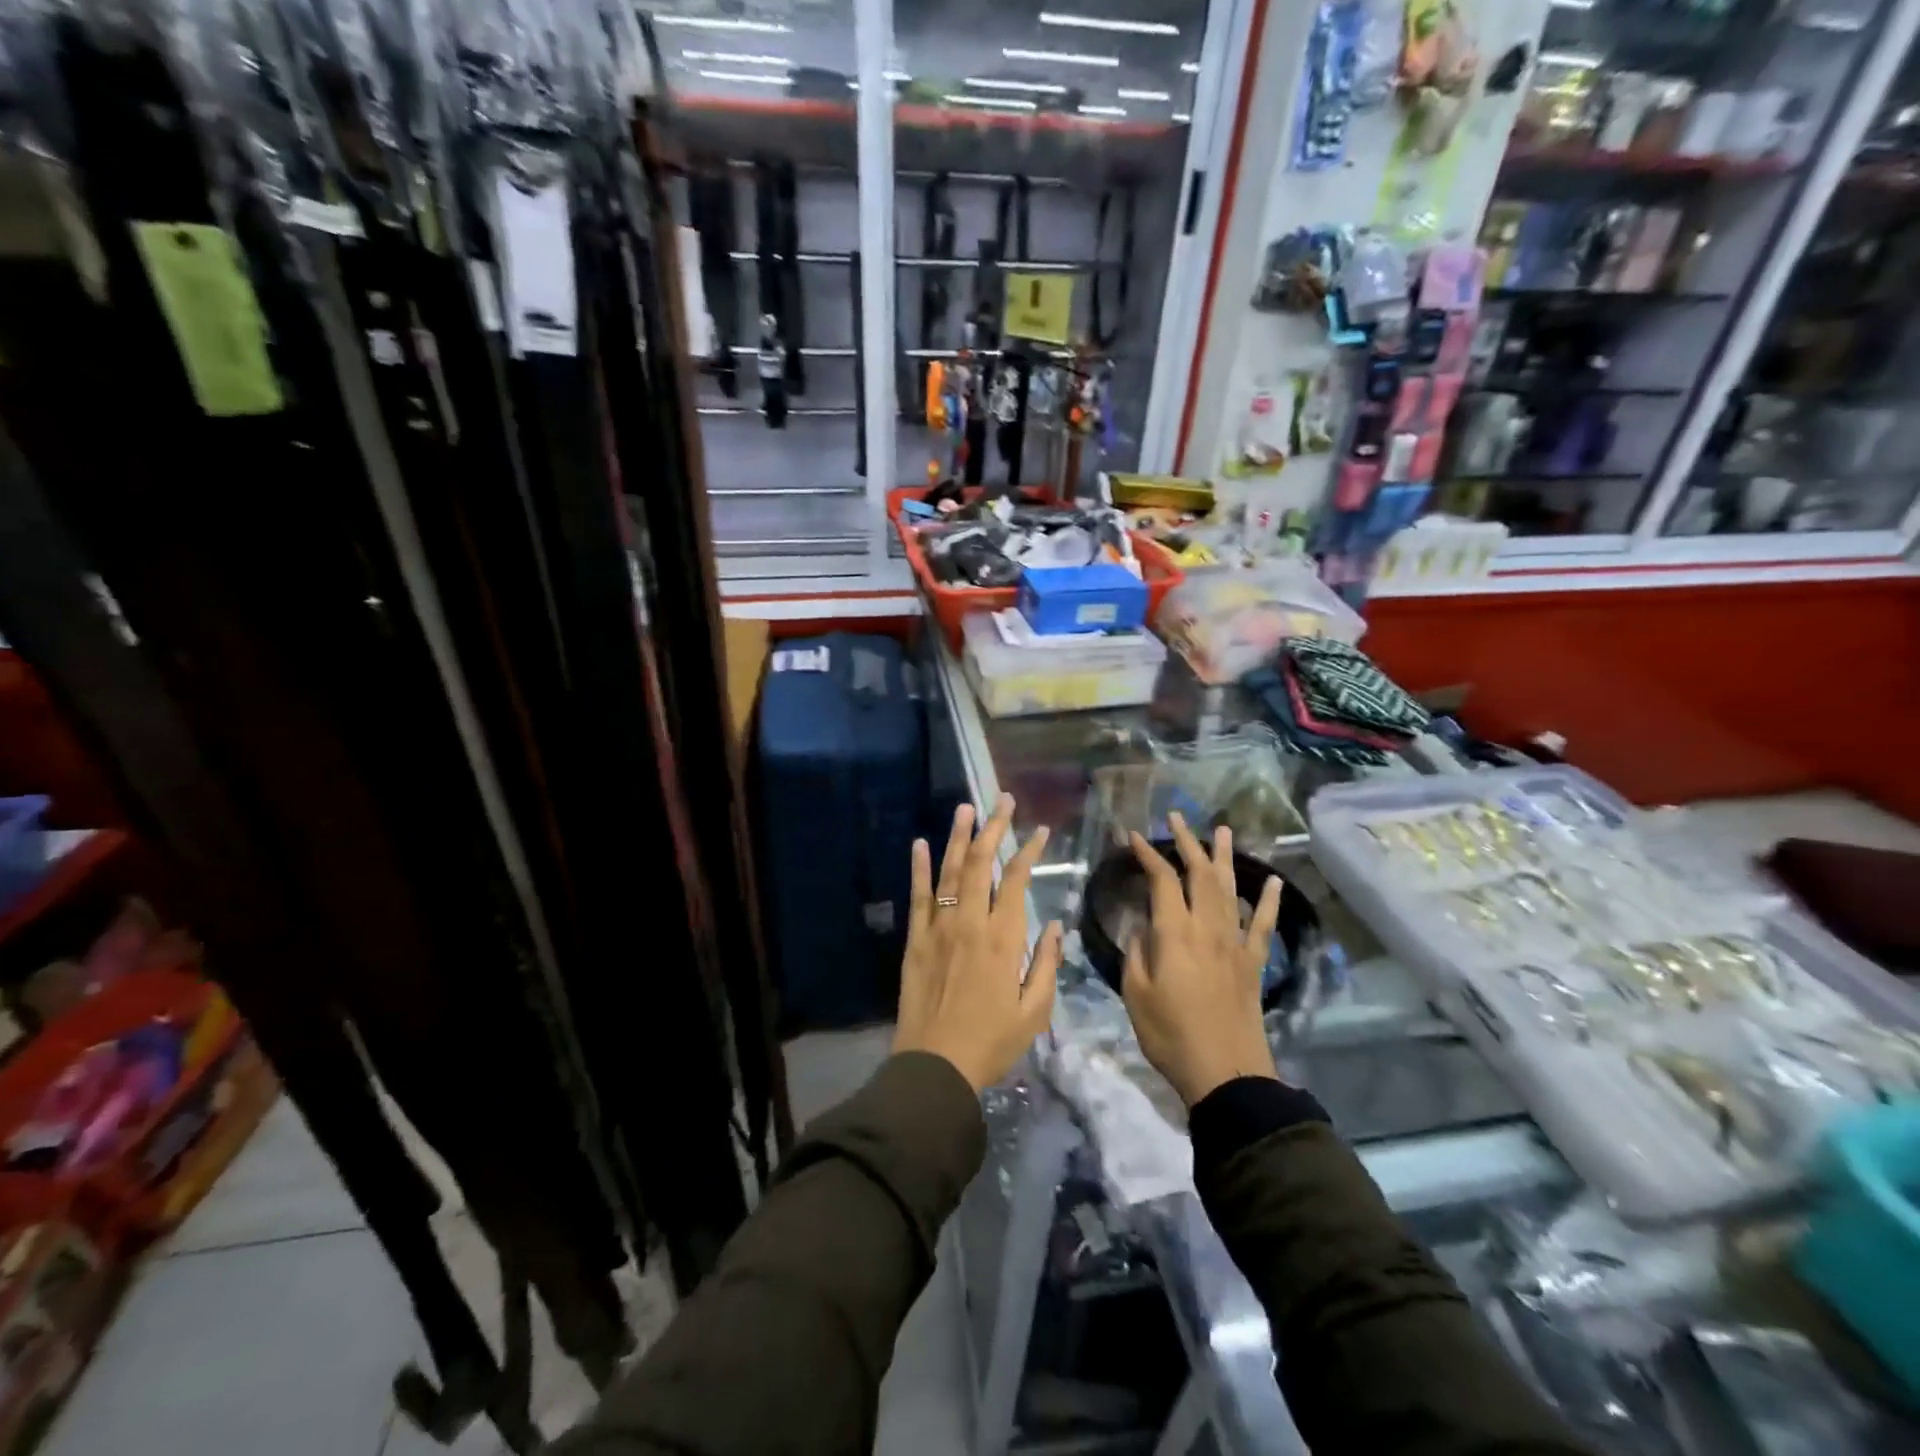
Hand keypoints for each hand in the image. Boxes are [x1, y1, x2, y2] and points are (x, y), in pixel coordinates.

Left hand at [894, 795, 1061, 1093]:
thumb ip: (1046, 964)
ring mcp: (939, 927)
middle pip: (981, 863)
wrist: (935, 1065)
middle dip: (994, 827)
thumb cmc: (991, 1042)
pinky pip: (918, 895)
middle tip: (1002, 800)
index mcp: (1003, 938)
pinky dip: (919, 867)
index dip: (1029, 850)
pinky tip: (920, 842)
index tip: (1040, 829)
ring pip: (949, 871)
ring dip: (958, 836)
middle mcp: (970, 922)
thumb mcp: (1035, 1011)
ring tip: (966, 807)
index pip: (1018, 880)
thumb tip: (1052, 925)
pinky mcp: (915, 939)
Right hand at [1121, 814, 1282, 1107]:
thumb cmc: (1170, 1034)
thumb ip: (1137, 952)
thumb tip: (1144, 925)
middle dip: (1186, 842)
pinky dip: (1268, 900)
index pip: (1161, 880)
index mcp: (1174, 933)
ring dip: (1224, 857)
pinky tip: (1273, 881)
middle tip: (1175, 817)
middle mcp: (1207, 928)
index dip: (1148, 854)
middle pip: (1199, 873)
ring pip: (1230, 889)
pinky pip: (1262, 924)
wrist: (1225, 1072)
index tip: (1134, 835)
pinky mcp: (1252, 962)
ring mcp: (1234, 943)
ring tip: (1222, 830)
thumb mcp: (1136, 993)